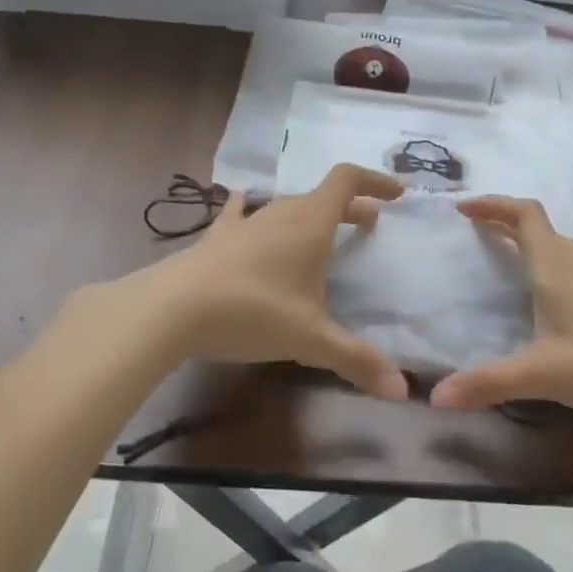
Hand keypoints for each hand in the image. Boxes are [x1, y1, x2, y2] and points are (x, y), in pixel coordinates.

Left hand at [107, 164, 409, 399]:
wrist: (172, 309)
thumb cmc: (253, 313)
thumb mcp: (310, 339)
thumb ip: (355, 360)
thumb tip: (400, 390)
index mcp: (310, 225)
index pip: (347, 181)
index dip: (375, 182)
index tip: (396, 195)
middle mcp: (279, 214)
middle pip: (320, 196)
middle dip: (349, 207)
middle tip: (368, 224)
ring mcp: (244, 223)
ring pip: (285, 207)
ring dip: (309, 215)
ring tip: (320, 233)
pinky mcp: (215, 239)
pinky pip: (239, 215)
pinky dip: (252, 211)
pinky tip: (244, 205)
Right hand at [429, 195, 572, 427]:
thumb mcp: (541, 375)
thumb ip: (488, 383)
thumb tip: (435, 397)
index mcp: (557, 272)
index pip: (525, 218)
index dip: (493, 205)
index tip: (461, 208)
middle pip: (544, 229)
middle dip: (508, 222)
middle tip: (478, 231)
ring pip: (564, 250)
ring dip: (534, 243)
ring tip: (509, 257)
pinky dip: (554, 270)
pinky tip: (551, 301)